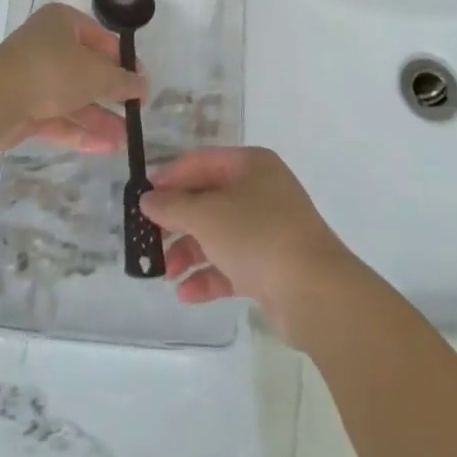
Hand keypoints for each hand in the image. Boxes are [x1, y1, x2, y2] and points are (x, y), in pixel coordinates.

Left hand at [0, 3, 146, 153]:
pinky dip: (81, 131)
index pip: (101, 39)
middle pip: (87, 71)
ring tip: (126, 140)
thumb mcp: (97, 73)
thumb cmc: (53, 70)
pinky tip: (106, 147)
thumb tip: (143, 86)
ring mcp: (34, 78)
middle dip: (112, 95)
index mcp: (63, 23)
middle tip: (135, 112)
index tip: (141, 82)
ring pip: (73, 98)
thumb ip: (122, 81)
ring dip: (100, 118)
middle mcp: (48, 46)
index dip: (124, 61)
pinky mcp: (24, 109)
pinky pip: (59, 118)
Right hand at [139, 147, 361, 343]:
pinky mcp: (272, 265)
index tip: (143, 198)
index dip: (170, 177)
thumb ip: (172, 206)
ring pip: (218, 234)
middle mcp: (261, 190)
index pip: (201, 162)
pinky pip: (232, 265)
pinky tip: (186, 294)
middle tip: (149, 240)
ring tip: (165, 274)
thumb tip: (148, 199)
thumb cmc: (257, 235)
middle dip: (178, 221)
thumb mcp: (206, 215)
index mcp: (251, 164)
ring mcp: (268, 228)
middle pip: (208, 199)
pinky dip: (209, 276)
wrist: (314, 291)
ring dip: (189, 252)